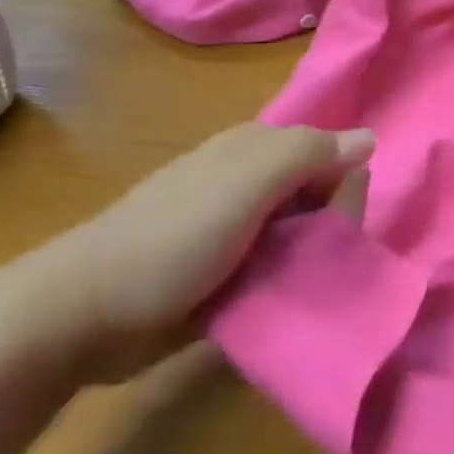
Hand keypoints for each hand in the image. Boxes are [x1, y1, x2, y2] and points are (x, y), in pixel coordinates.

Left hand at [44, 123, 374, 380]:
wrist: (83, 315)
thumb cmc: (173, 237)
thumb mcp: (247, 183)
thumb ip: (310, 154)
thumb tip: (370, 138)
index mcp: (256, 151)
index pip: (332, 157)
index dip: (344, 189)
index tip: (335, 226)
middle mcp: (250, 184)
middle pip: (320, 199)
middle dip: (328, 230)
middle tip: (305, 263)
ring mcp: (236, 232)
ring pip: (302, 239)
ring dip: (309, 263)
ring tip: (295, 290)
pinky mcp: (225, 275)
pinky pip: (276, 272)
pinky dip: (285, 286)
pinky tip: (281, 304)